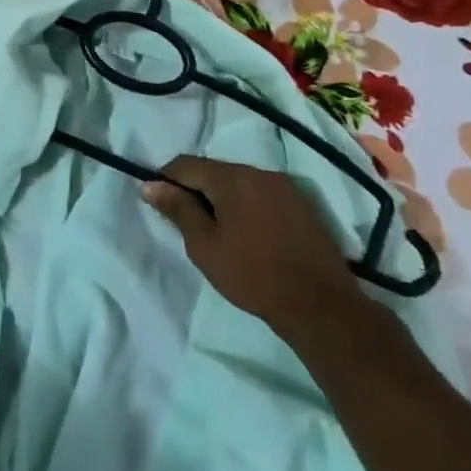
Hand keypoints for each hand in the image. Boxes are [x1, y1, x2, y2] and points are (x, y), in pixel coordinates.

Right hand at [141, 157, 362, 326]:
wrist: (320, 306)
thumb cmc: (252, 275)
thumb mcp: (204, 245)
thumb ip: (177, 209)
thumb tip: (149, 184)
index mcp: (232, 178)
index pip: (185, 164)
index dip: (166, 180)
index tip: (161, 205)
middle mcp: (259, 172)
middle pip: (213, 170)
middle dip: (196, 189)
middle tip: (188, 223)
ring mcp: (285, 187)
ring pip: (239, 181)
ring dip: (222, 197)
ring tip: (219, 230)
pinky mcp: (302, 204)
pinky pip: (262, 193)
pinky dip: (246, 205)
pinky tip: (248, 233)